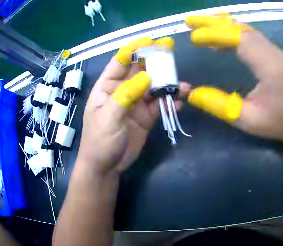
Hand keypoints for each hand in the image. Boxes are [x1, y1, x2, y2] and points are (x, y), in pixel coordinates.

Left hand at [77, 37, 190, 174]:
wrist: (107, 167)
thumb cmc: (99, 140)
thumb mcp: (108, 117)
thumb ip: (126, 95)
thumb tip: (147, 77)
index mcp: (108, 86)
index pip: (121, 61)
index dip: (134, 50)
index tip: (150, 41)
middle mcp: (123, 90)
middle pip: (141, 70)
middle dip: (155, 62)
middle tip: (172, 54)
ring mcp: (136, 103)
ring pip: (154, 88)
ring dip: (168, 85)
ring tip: (182, 87)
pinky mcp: (146, 117)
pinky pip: (160, 106)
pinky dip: (169, 103)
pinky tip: (179, 103)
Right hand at [186, 15, 282, 141]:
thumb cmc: (280, 121)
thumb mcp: (248, 120)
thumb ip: (220, 106)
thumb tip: (193, 94)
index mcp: (269, 67)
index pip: (240, 40)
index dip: (215, 35)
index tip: (194, 37)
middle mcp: (273, 53)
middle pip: (241, 29)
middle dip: (214, 23)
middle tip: (190, 21)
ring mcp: (275, 51)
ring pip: (246, 29)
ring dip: (222, 25)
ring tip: (200, 26)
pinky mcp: (274, 53)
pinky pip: (251, 36)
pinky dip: (233, 32)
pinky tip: (220, 38)